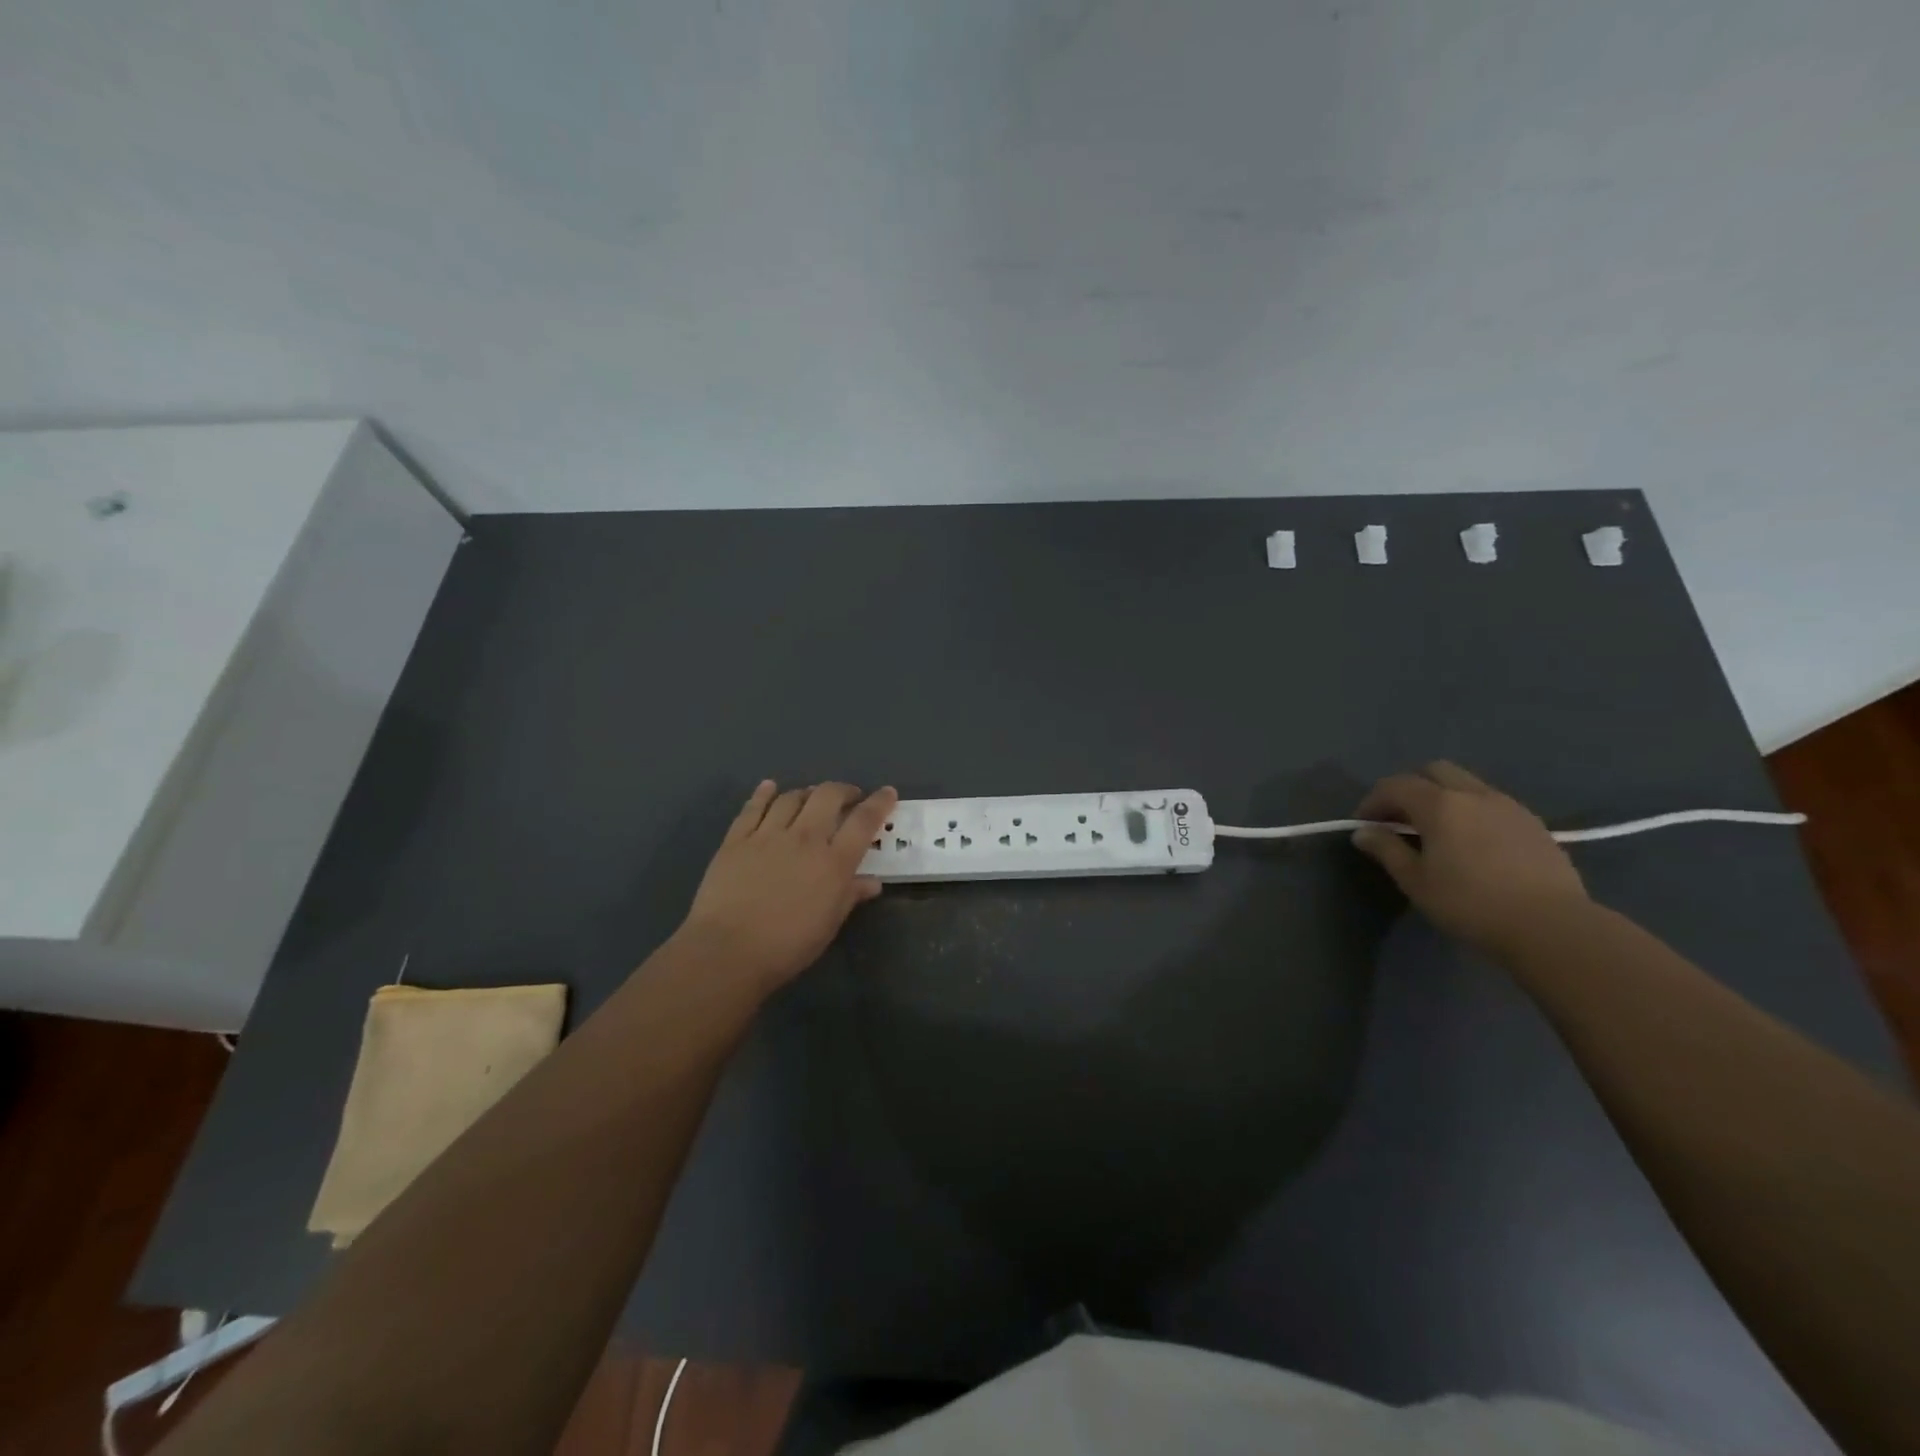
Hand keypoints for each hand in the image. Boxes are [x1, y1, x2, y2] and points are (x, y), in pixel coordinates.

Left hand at [677, 780, 897, 992]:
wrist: (728, 950)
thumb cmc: (787, 946)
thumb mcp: (829, 925)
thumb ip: (850, 896)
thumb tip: (872, 882)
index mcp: (833, 862)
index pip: (863, 822)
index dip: (879, 803)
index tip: (888, 793)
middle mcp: (804, 838)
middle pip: (827, 796)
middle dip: (843, 790)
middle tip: (848, 797)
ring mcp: (768, 835)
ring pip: (791, 797)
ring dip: (807, 792)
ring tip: (811, 797)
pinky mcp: (736, 839)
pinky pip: (753, 807)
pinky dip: (764, 794)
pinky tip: (769, 787)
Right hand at [1350, 761, 1590, 956]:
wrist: (1553, 927)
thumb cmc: (1471, 903)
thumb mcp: (1416, 881)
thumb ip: (1387, 850)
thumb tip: (1364, 832)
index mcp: (1440, 804)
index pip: (1395, 786)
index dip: (1373, 801)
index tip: (1363, 825)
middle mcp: (1474, 794)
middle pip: (1433, 771)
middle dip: (1410, 788)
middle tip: (1399, 819)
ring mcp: (1509, 806)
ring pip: (1466, 784)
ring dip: (1443, 798)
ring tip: (1435, 831)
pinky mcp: (1533, 824)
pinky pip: (1491, 803)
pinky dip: (1471, 811)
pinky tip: (1471, 843)